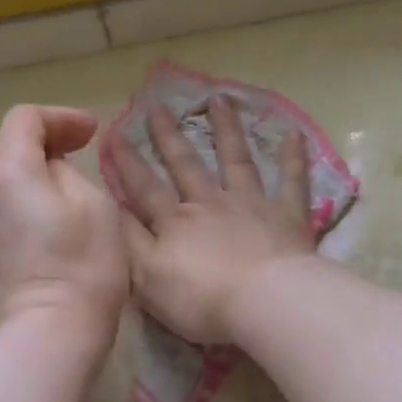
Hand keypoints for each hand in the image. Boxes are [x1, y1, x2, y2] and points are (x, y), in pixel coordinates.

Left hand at [0, 105, 128, 346]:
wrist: (47, 336)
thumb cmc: (83, 267)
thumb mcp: (96, 205)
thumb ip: (68, 174)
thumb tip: (49, 173)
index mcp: (7, 172)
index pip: (24, 120)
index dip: (60, 118)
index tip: (90, 133)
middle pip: (3, 155)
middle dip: (38, 152)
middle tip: (73, 166)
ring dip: (21, 187)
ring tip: (53, 206)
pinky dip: (11, 219)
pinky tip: (36, 243)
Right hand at [109, 94, 315, 344]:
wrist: (264, 302)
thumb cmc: (201, 299)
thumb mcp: (147, 277)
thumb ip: (128, 242)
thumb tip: (108, 209)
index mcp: (175, 222)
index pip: (144, 187)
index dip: (126, 162)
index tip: (113, 132)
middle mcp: (210, 203)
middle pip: (186, 164)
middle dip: (169, 136)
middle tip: (158, 106)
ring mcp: (251, 204)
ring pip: (235, 159)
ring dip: (226, 129)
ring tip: (218, 99)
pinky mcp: (287, 216)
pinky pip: (292, 181)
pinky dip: (293, 158)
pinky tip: (294, 134)